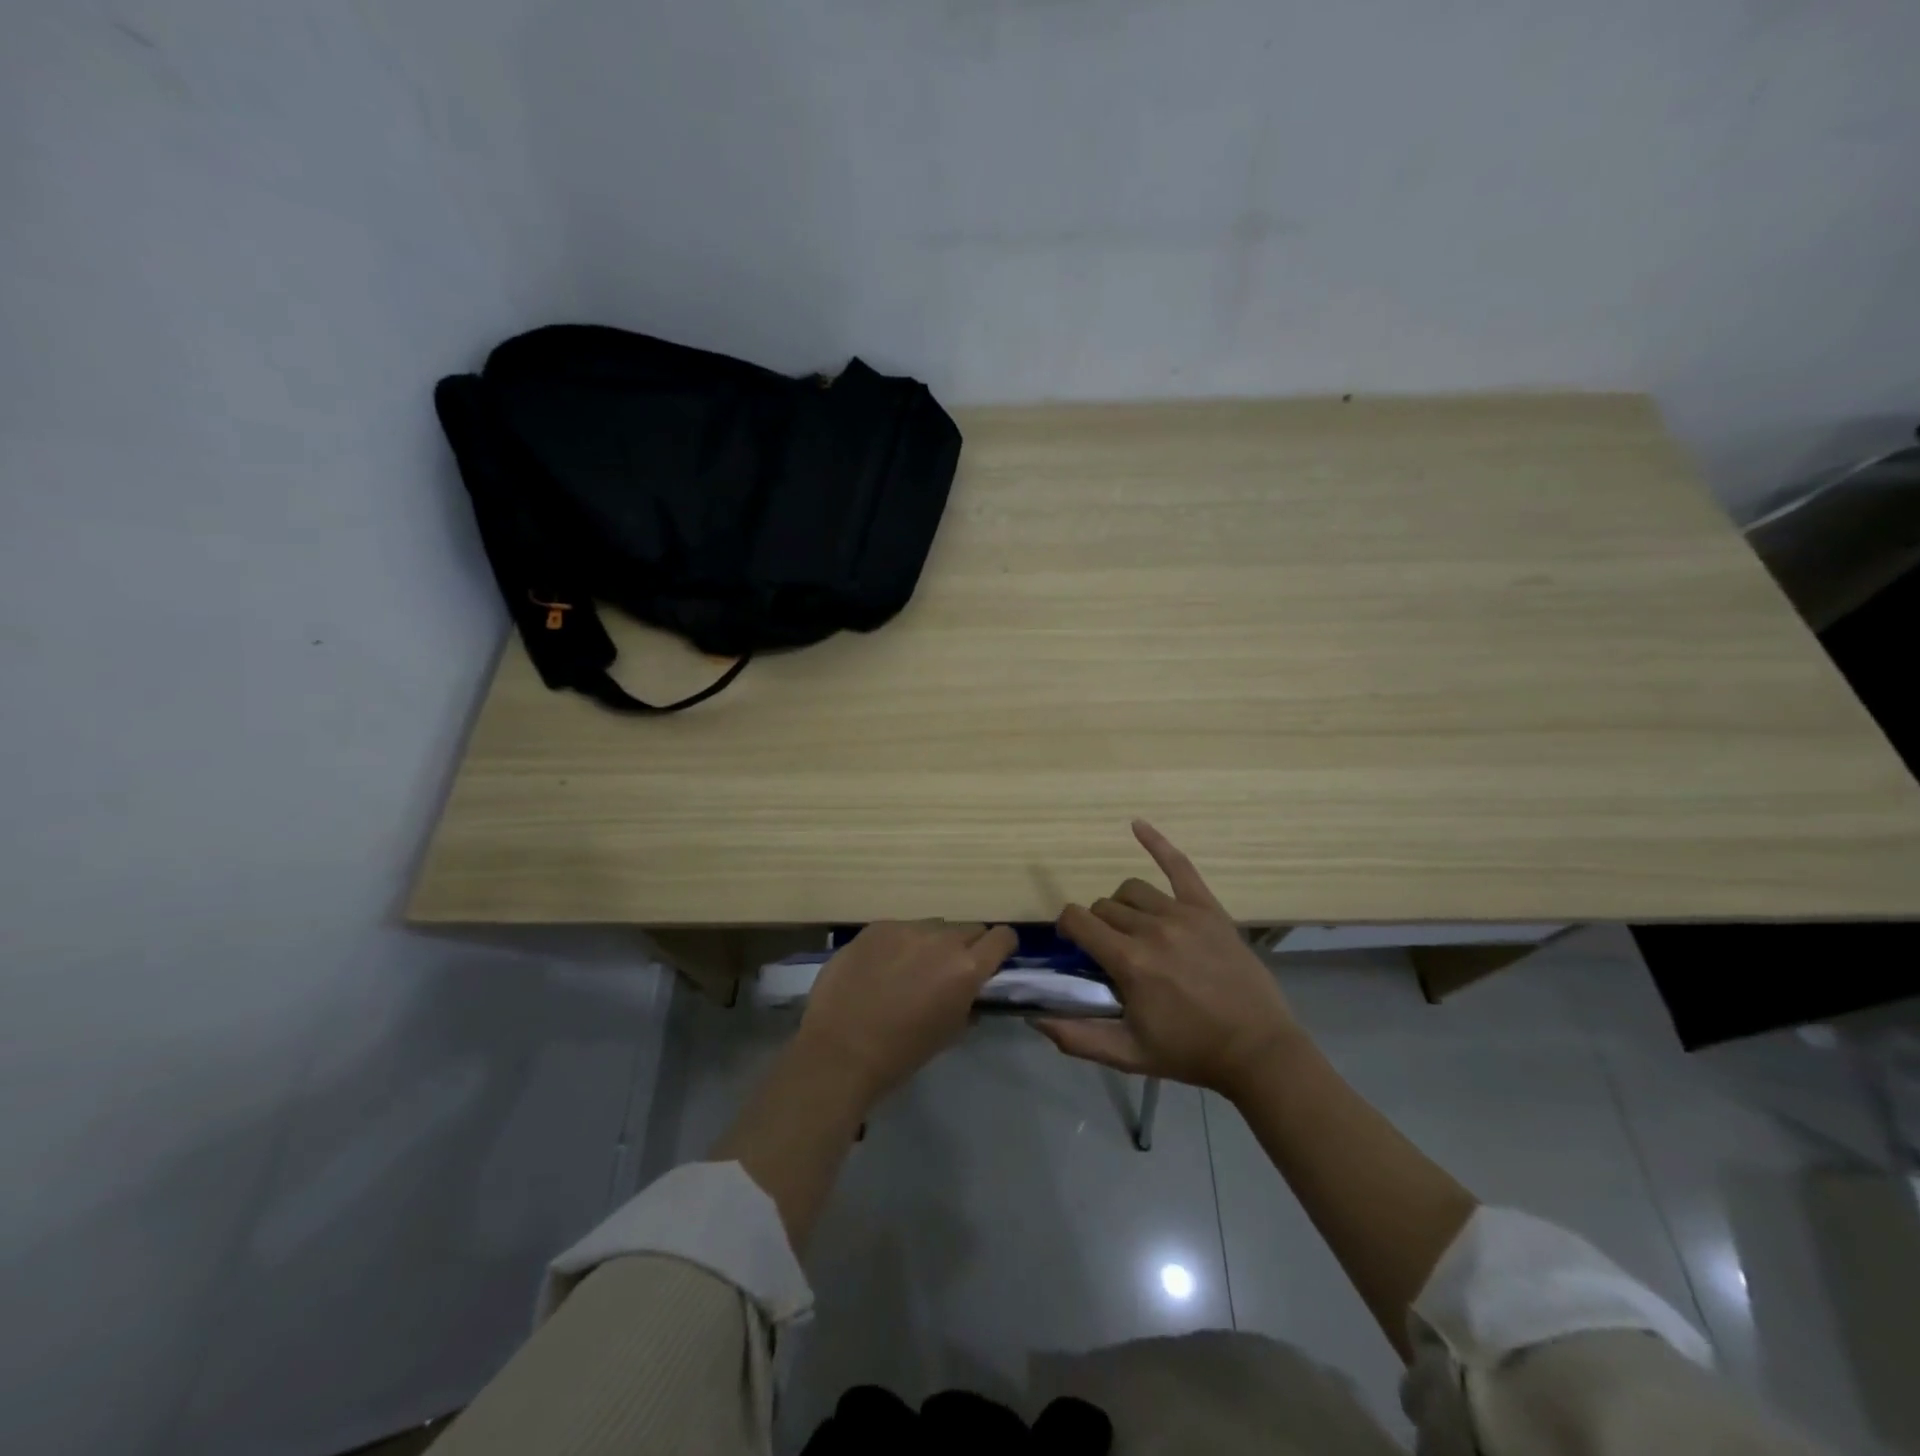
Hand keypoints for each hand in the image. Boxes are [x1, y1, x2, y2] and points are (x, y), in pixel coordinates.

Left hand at [795, 921, 1018, 1108]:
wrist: (840, 1051)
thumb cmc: (901, 1053)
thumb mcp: (950, 1033)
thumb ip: (968, 1003)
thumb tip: (971, 991)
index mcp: (967, 967)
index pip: (1003, 937)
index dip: (1001, 948)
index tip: (992, 962)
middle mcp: (941, 939)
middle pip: (969, 928)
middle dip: (966, 946)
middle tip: (948, 971)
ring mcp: (905, 928)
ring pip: (933, 926)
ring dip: (931, 943)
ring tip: (910, 969)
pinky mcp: (875, 927)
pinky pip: (899, 928)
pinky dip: (899, 944)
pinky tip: (880, 968)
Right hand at [1038, 821, 1300, 1098]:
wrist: (1257, 1050)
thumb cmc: (1190, 1052)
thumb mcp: (1128, 1055)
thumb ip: (1077, 1037)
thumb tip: (1035, 1017)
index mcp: (1130, 962)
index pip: (1078, 920)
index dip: (1067, 928)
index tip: (1073, 945)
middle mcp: (1152, 929)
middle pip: (1104, 907)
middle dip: (1096, 926)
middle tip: (1109, 952)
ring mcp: (1183, 914)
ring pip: (1132, 891)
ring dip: (1122, 906)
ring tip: (1131, 928)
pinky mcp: (1208, 909)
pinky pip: (1180, 866)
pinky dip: (1156, 842)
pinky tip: (1136, 825)